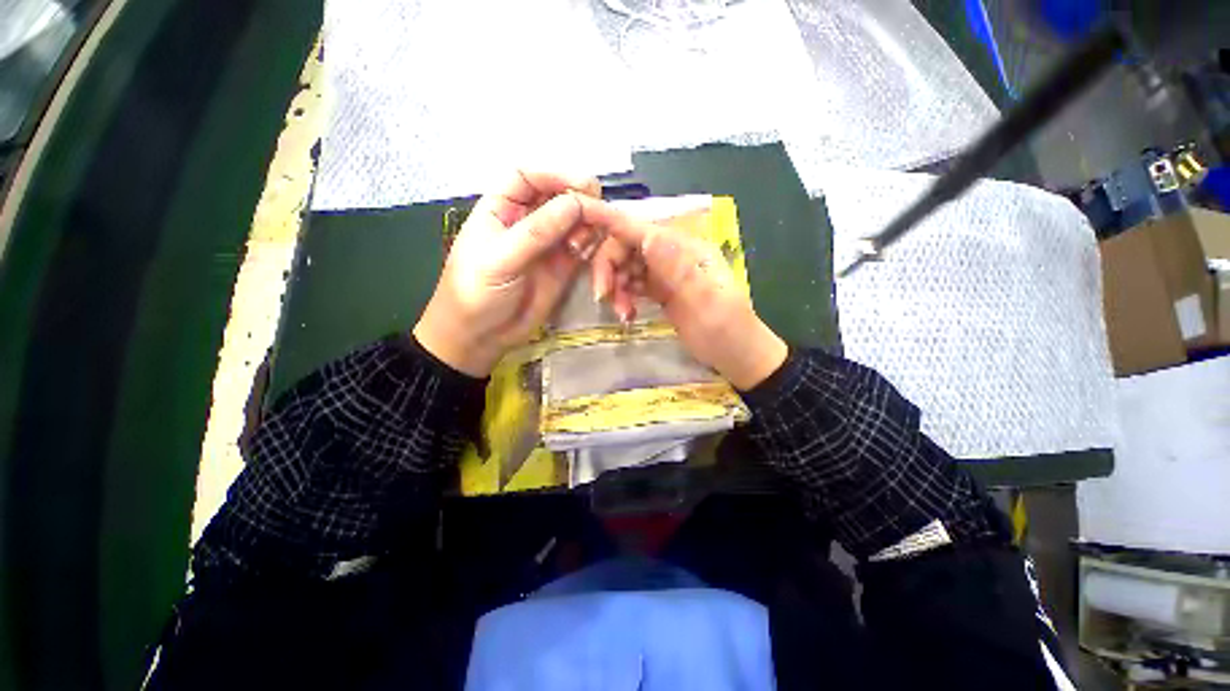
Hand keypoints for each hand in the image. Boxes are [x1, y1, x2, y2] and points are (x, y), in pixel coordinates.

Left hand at [414, 171, 603, 376]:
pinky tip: (593, 250)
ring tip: (595, 236)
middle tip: (599, 212)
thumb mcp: (500, 259)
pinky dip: (591, 244)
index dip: (555, 175)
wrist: (480, 337)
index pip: (528, 177)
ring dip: (588, 224)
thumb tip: (575, 204)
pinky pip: (581, 247)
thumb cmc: (476, 293)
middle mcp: (526, 222)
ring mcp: (547, 246)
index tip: (583, 185)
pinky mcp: (562, 268)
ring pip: (573, 222)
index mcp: (501, 209)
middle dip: (578, 200)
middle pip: (556, 198)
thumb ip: (536, 232)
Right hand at [584, 202, 787, 390]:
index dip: (610, 221)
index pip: (641, 229)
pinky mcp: (660, 290)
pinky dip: (623, 296)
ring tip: (622, 313)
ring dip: (615, 286)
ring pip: (625, 265)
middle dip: (608, 268)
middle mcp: (673, 254)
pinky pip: (631, 283)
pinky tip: (626, 314)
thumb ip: (679, 270)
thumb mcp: (707, 303)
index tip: (579, 216)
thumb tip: (648, 236)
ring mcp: (665, 272)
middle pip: (627, 246)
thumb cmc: (727, 332)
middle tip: (603, 297)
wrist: (737, 356)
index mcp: (687, 249)